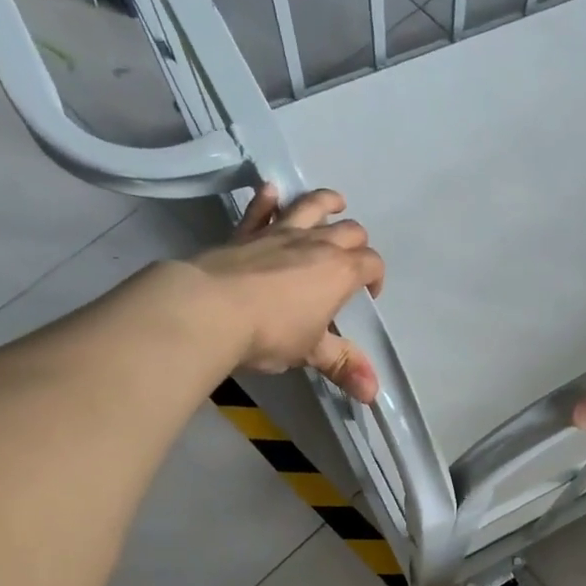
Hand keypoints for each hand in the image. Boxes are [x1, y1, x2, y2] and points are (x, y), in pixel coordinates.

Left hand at [186, 185, 385, 401]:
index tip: (368, 295)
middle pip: (349, 231)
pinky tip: (271, 192)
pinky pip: (260, 209)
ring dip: (327, 202)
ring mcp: (278, 233)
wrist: (209, 309)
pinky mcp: (245, 233)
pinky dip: (268, 200)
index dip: (375, 276)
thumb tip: (373, 393)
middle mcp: (316, 244)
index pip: (371, 263)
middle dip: (357, 242)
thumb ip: (342, 365)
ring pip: (311, 205)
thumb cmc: (270, 333)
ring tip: (335, 203)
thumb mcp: (310, 352)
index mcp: (340, 272)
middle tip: (352, 258)